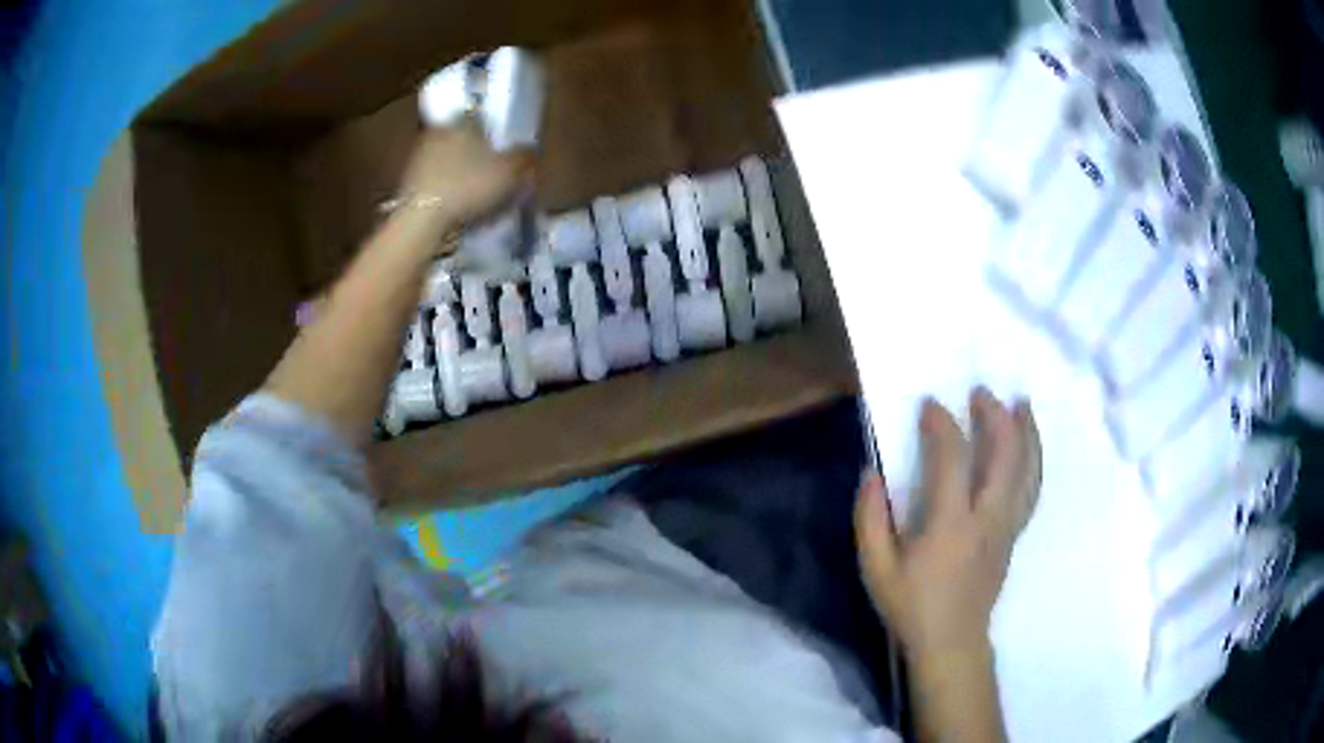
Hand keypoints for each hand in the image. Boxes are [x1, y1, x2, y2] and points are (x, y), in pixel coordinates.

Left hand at [397, 115, 535, 231]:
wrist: (422, 219)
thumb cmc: (469, 186)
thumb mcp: (511, 171)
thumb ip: (525, 156)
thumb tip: (530, 149)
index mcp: (464, 121)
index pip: (481, 116)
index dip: (494, 131)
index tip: (503, 148)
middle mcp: (439, 131)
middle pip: (464, 138)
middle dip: (477, 153)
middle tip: (493, 172)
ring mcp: (420, 157)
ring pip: (448, 160)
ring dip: (461, 173)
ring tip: (477, 195)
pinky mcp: (409, 182)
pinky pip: (436, 181)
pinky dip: (447, 190)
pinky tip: (458, 207)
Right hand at [854, 389, 1040, 660]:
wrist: (951, 642)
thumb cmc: (911, 606)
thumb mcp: (877, 568)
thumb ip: (870, 519)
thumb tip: (872, 475)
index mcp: (950, 524)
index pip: (953, 459)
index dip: (942, 425)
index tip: (930, 405)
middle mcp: (987, 518)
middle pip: (1005, 455)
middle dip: (995, 416)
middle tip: (981, 393)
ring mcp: (1007, 526)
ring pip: (1028, 470)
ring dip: (1027, 432)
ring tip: (1022, 404)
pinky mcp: (1014, 536)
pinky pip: (1032, 490)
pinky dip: (1035, 461)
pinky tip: (1030, 448)